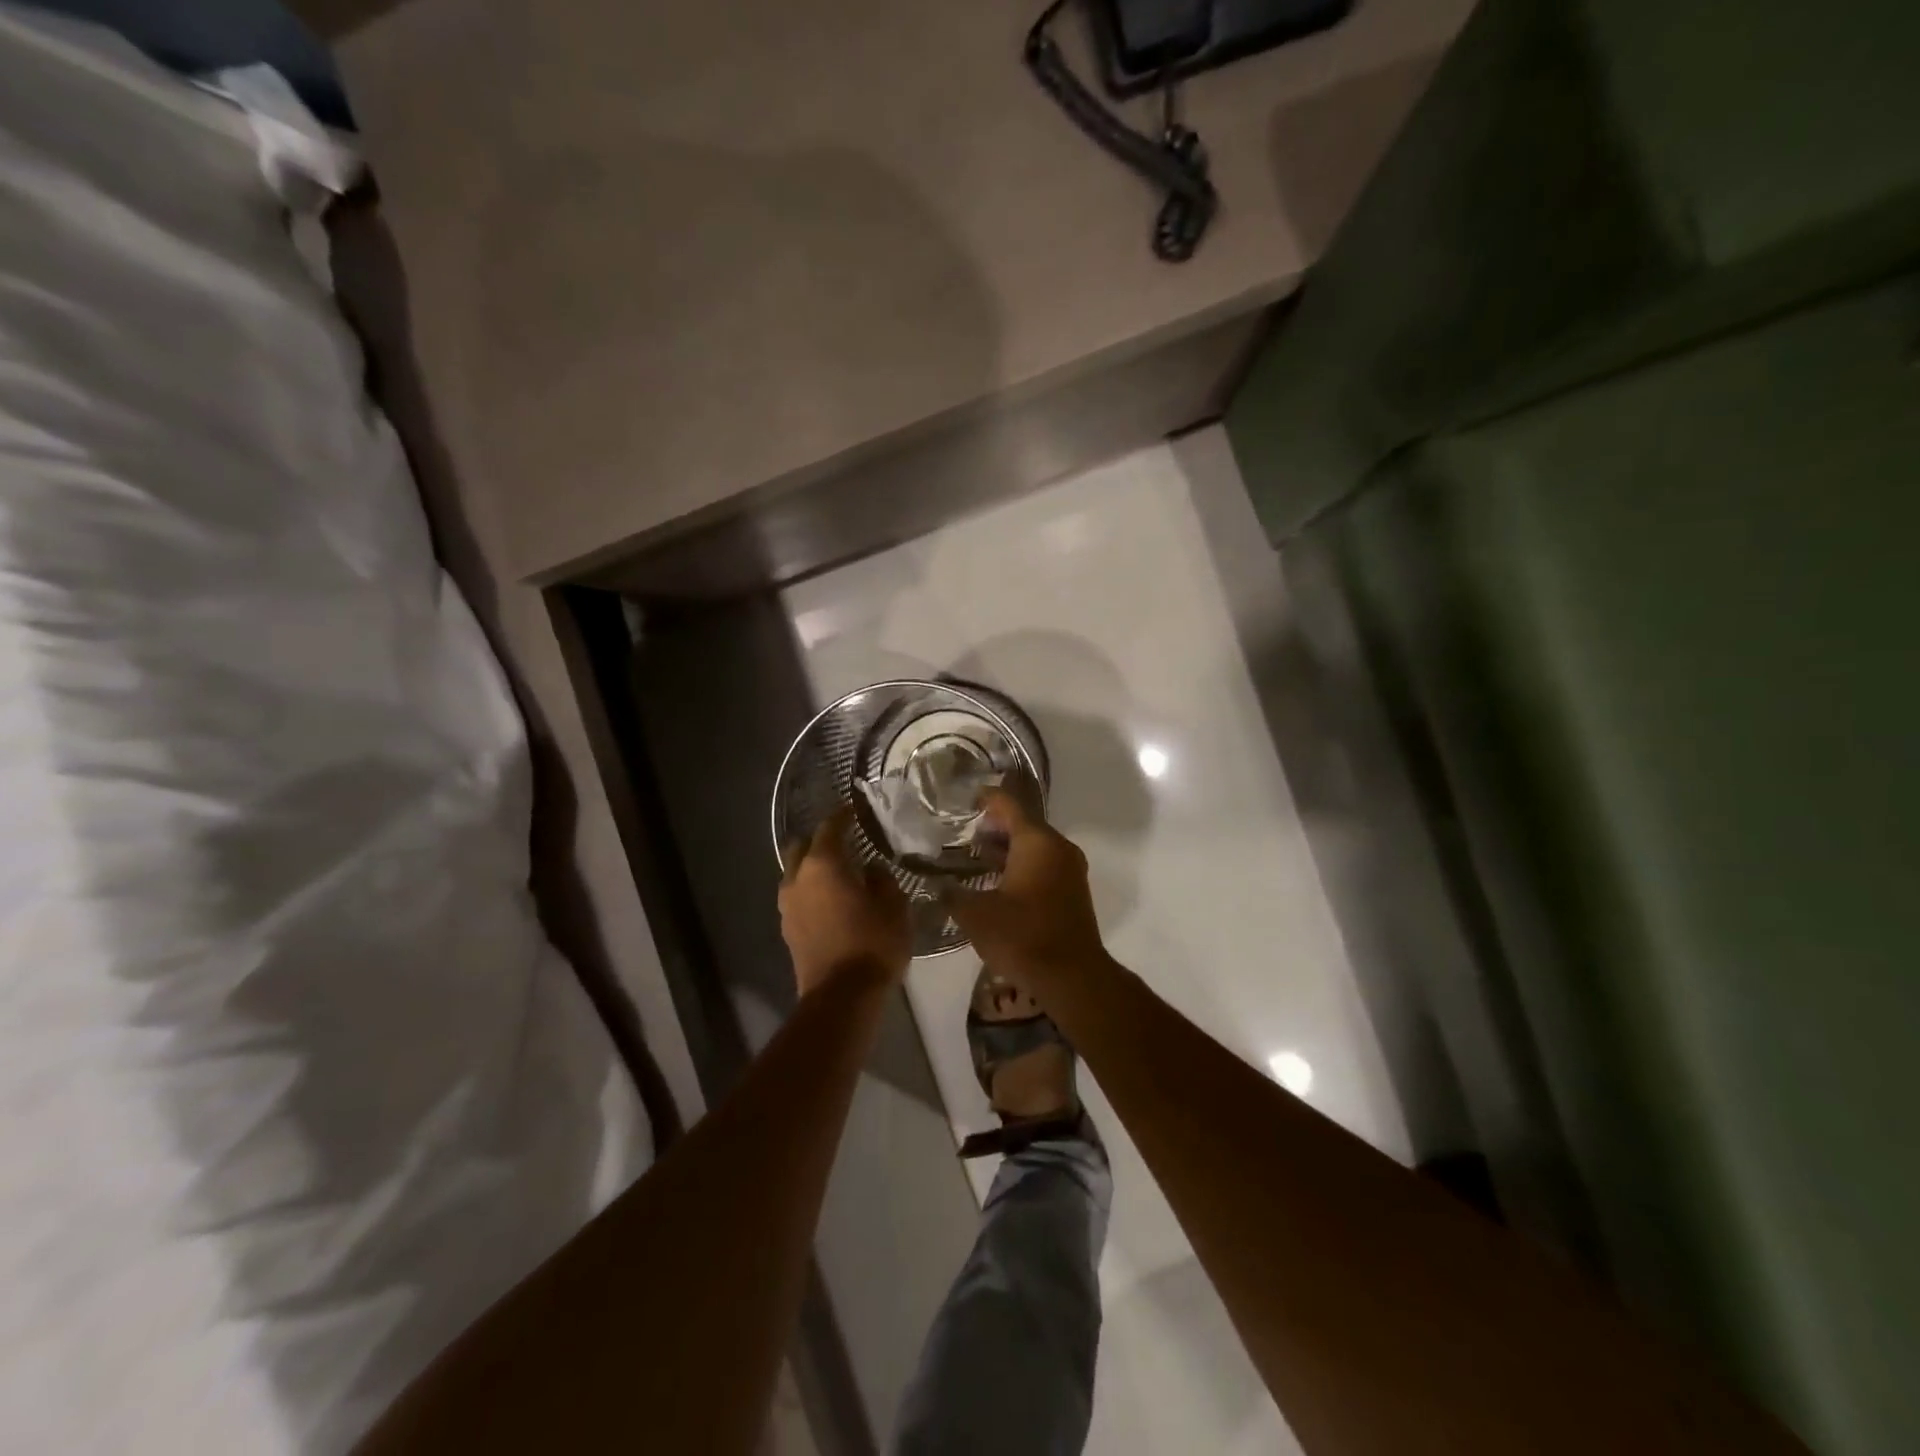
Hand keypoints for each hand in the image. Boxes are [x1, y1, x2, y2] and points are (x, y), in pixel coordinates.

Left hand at [779, 811, 911, 996]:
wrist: (842, 997)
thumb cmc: (873, 943)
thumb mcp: (893, 906)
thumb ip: (881, 879)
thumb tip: (870, 870)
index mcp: (823, 865)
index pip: (830, 827)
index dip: (842, 816)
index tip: (854, 809)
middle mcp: (797, 879)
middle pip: (801, 847)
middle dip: (819, 840)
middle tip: (843, 842)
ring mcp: (788, 906)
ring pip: (795, 874)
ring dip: (812, 869)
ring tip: (838, 874)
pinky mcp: (787, 930)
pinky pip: (797, 898)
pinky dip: (811, 892)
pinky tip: (831, 901)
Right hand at [944, 789, 1107, 991]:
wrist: (1072, 977)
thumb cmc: (1022, 937)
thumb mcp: (976, 915)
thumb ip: (953, 894)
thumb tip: (939, 885)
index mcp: (1036, 842)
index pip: (1008, 805)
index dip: (984, 798)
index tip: (963, 799)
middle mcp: (1058, 847)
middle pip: (1023, 824)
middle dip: (993, 826)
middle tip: (962, 832)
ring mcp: (1070, 869)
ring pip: (1034, 846)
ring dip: (1007, 848)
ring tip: (975, 857)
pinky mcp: (1073, 891)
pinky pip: (1044, 865)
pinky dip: (1021, 865)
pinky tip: (997, 882)